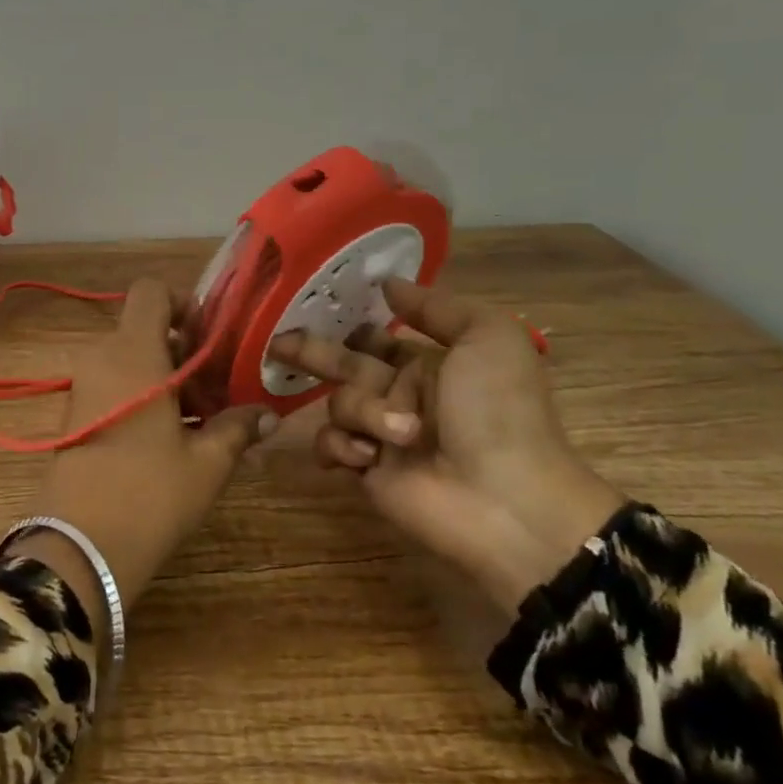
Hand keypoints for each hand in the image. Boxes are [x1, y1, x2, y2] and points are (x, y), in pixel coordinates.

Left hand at [13, 279, 278, 627]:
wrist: (79, 546)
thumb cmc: (150, 493)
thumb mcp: (206, 463)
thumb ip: (237, 428)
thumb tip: (268, 414)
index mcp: (133, 352)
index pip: (151, 291)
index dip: (183, 302)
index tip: (212, 338)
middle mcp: (102, 357)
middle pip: (144, 327)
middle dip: (185, 349)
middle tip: (219, 388)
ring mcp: (84, 385)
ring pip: (130, 358)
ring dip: (166, 374)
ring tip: (202, 417)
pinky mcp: (76, 414)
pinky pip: (114, 383)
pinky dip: (143, 393)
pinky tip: (172, 436)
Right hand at [270, 281, 622, 615]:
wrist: (506, 500)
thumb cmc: (499, 411)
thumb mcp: (488, 337)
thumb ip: (437, 306)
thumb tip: (386, 283)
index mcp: (428, 364)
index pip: (375, 337)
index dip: (349, 324)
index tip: (313, 307)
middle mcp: (400, 394)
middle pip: (343, 364)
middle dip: (311, 352)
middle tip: (276, 344)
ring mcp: (380, 433)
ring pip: (339, 403)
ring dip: (362, 411)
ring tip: (401, 435)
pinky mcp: (364, 469)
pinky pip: (331, 443)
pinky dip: (343, 445)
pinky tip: (368, 456)